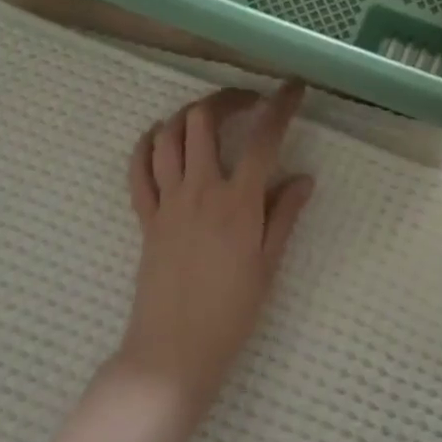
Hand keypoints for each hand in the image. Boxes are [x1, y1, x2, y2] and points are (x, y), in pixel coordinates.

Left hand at [118, 82, 313, 419]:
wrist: (174, 352)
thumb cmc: (231, 312)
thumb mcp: (269, 264)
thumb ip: (284, 215)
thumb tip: (305, 177)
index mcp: (238, 203)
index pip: (264, 139)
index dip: (280, 106)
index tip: (293, 88)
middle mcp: (201, 190)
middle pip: (205, 121)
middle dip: (228, 98)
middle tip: (248, 102)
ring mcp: (167, 202)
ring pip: (168, 136)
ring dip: (189, 115)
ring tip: (209, 117)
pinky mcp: (145, 217)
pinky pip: (137, 170)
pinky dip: (146, 145)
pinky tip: (159, 138)